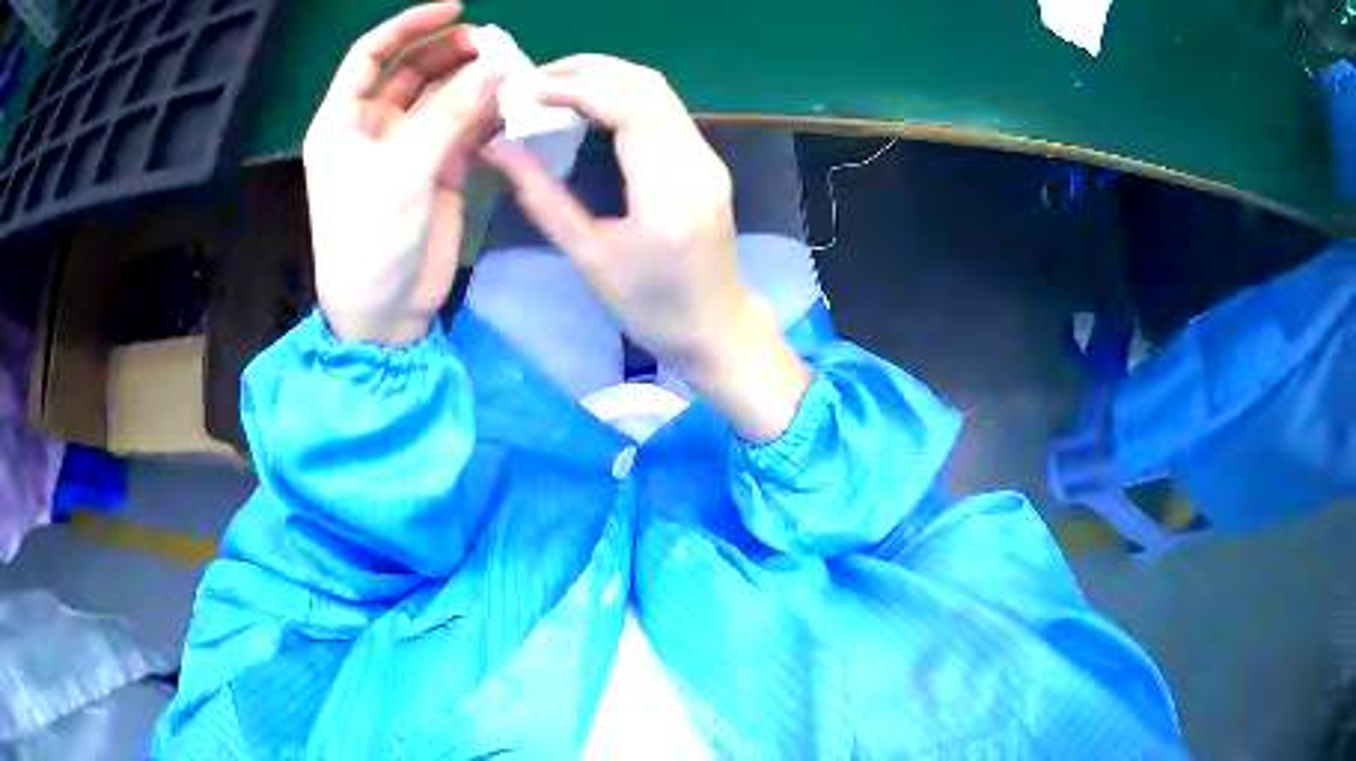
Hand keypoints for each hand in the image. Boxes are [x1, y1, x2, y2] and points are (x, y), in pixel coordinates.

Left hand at [303, 3, 503, 345]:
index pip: (371, 55)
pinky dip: (486, 115)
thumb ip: (452, 113)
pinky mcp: (436, 171)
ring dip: (473, 81)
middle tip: (493, 45)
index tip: (456, 9)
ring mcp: (406, 148)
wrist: (383, 312)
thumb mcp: (403, 171)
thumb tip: (498, 63)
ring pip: (442, 97)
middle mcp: (373, 128)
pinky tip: (510, 108)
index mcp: (343, 121)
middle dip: (449, 51)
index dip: (409, 26)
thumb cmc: (370, 241)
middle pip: (412, 70)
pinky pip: (463, 128)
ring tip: (510, 71)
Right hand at [485, 55, 809, 441]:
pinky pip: (667, 110)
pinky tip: (591, 105)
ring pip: (661, 92)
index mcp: (668, 198)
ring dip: (608, 77)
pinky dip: (625, 95)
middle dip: (590, 70)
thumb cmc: (650, 307)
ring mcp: (709, 160)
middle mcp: (698, 166)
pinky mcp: (709, 161)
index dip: (577, 89)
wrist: (716, 326)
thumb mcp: (588, 258)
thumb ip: (543, 199)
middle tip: (537, 78)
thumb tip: (500, 149)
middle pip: (649, 87)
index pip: (630, 111)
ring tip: (557, 85)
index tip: (530, 91)